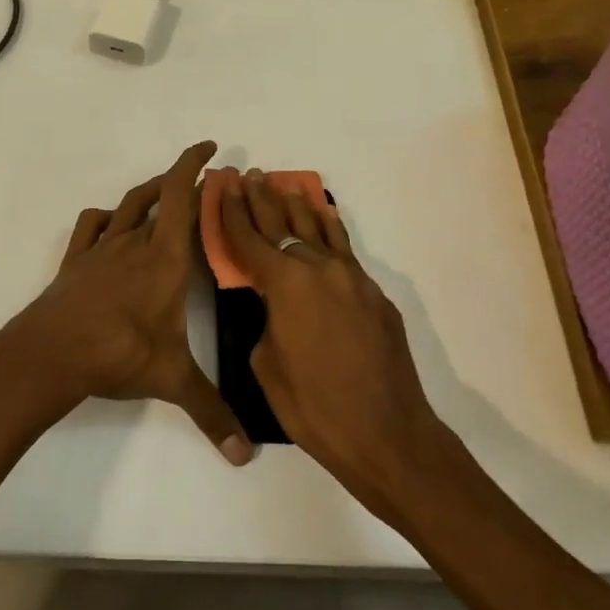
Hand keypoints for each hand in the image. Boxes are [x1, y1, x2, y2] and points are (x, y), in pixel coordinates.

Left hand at [0, 141, 254, 465]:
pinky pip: (91, 226)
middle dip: (182, 182)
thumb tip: (246, 455)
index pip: (183, 197)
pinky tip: (111, 223)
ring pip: (129, 206)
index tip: (209, 149)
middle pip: (160, 197)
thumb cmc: (118, 354)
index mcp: (167, 259)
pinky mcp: (76, 261)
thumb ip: (212, 413)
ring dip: (148, 193)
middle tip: (203, 181)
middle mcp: (136, 243)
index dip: (194, 166)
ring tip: (164, 192)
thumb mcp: (172, 380)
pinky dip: (106, 217)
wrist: (51, 352)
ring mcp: (102, 249)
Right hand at [216, 169, 453, 521]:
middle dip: (261, 200)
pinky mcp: (375, 295)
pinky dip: (330, 230)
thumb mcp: (267, 365)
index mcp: (286, 284)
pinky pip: (345, 251)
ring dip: (297, 207)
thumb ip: (266, 322)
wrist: (388, 434)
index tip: (221, 187)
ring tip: (283, 185)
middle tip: (248, 175)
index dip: (231, 213)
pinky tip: (324, 216)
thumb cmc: (315, 407)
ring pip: (319, 230)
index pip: (250, 239)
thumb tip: (275, 308)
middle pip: (283, 225)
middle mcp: (319, 269)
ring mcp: (353, 279)